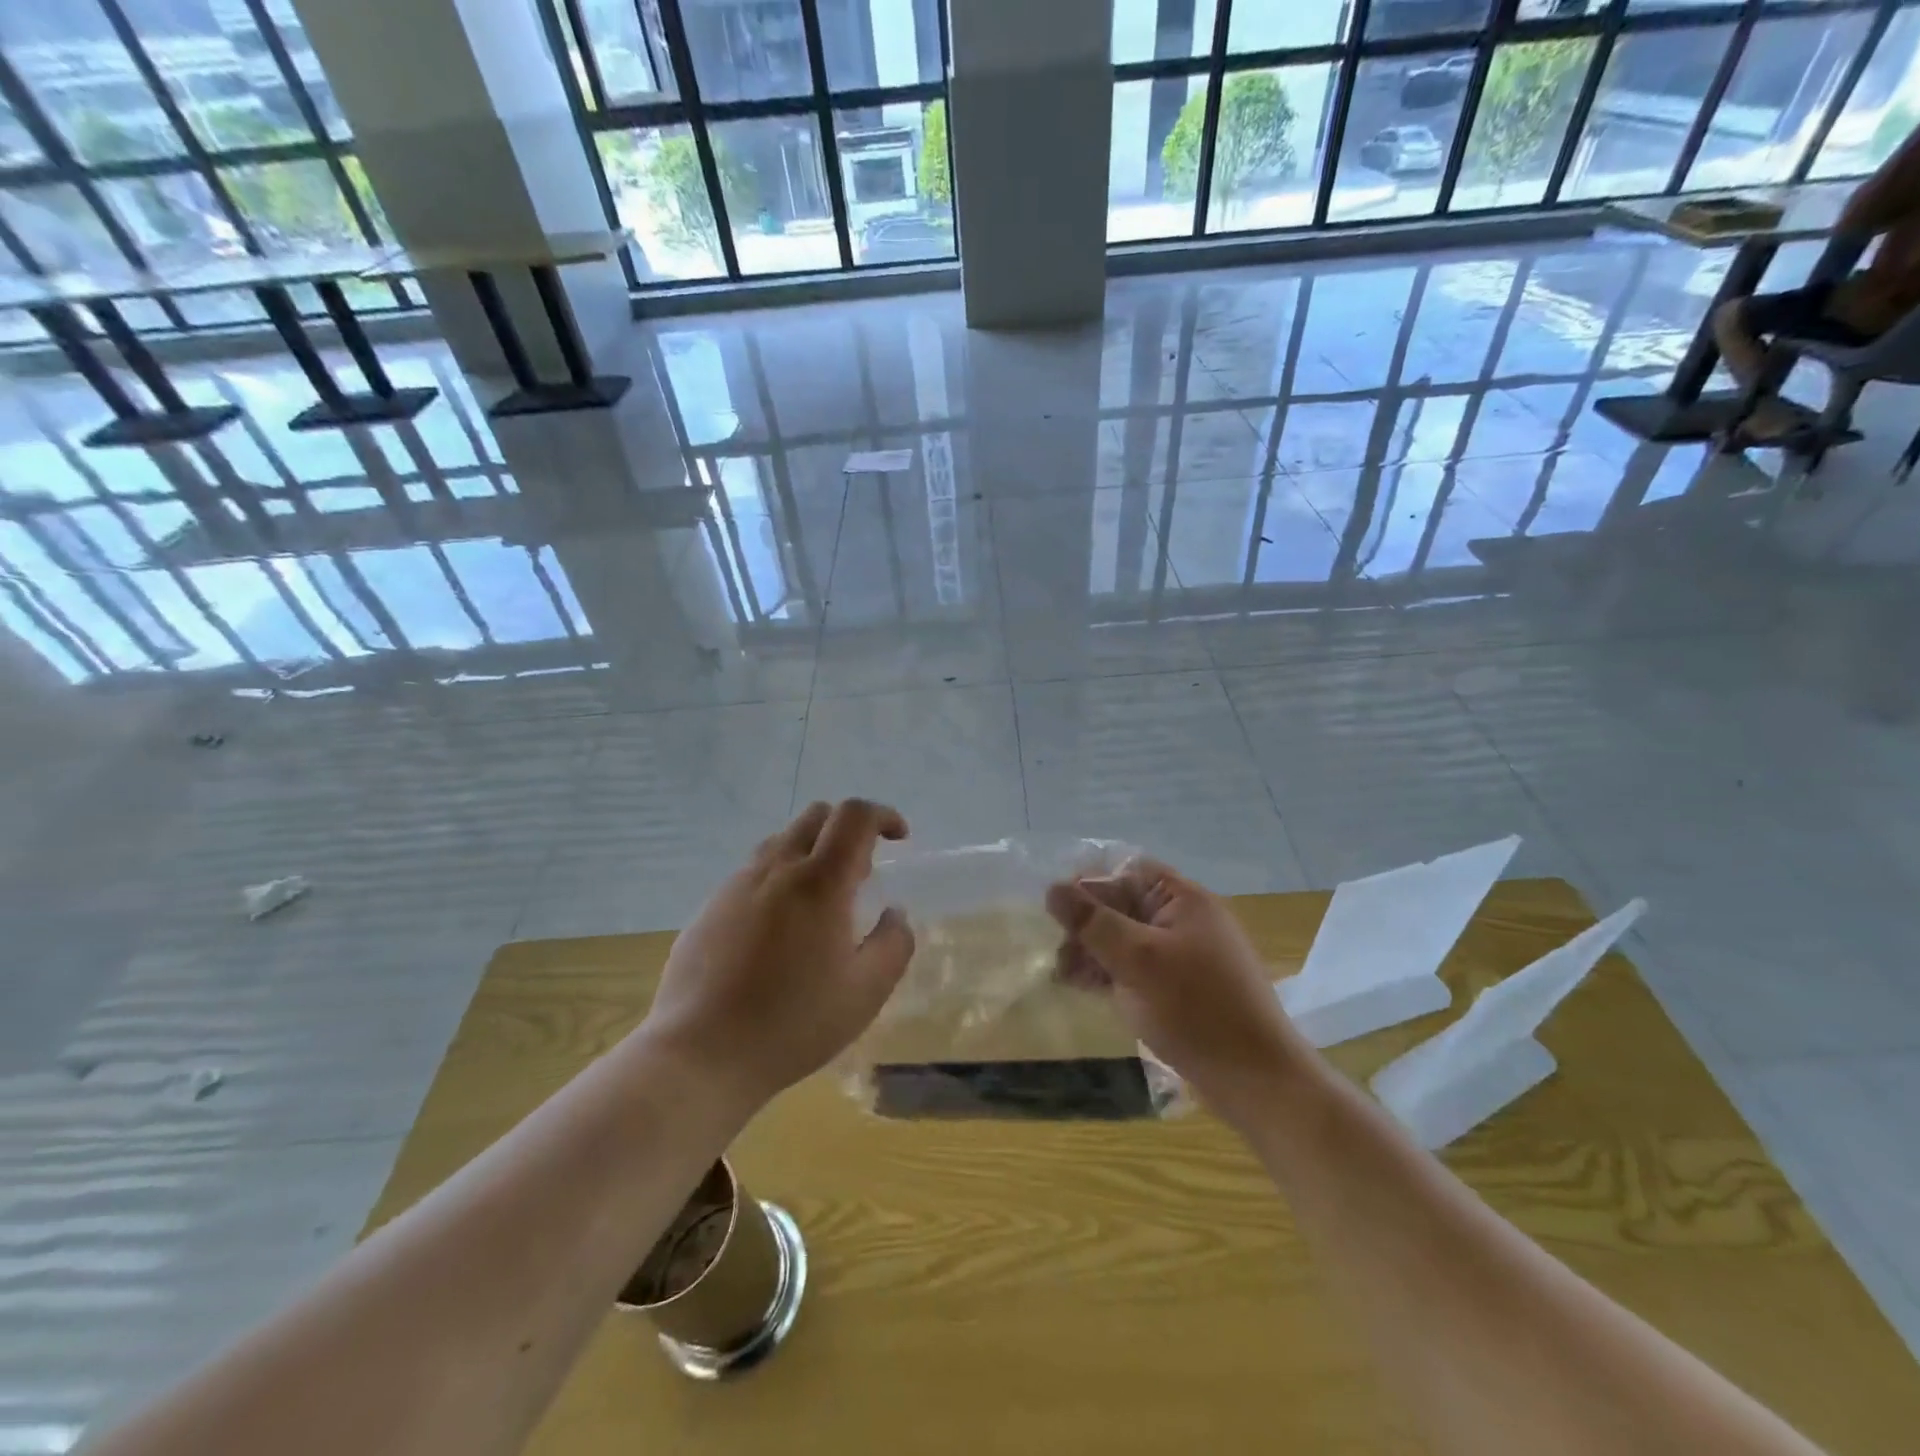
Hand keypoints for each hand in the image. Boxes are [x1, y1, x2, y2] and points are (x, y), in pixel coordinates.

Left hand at [641, 800, 914, 1109]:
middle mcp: (776, 868)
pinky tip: (779, 931)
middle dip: (848, 828)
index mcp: (819, 881)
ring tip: (821, 903)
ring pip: (781, 840)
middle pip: (816, 815)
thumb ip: (893, 943)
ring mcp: (736, 885)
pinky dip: (780, 878)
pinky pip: (753, 872)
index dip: (883, 815)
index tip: (899, 838)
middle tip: (862, 874)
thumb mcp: (865, 992)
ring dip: (812, 851)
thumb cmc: (793, 1023)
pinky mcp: (709, 907)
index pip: (854, 816)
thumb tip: (894, 914)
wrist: (700, 1054)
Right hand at [1047, 859, 1299, 1112]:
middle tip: (1058, 953)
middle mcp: (1186, 920)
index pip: (1128, 872)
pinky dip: (1111, 973)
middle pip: (1124, 905)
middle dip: (1087, 925)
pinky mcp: (1182, 988)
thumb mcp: (1137, 960)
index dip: (1090, 884)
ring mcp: (1185, 956)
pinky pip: (1138, 967)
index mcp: (1184, 899)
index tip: (1057, 909)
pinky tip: (1085, 988)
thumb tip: (1052, 888)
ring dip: (1094, 951)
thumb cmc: (1196, 1010)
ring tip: (1063, 976)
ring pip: (1127, 939)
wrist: (1258, 1081)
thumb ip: (1093, 921)